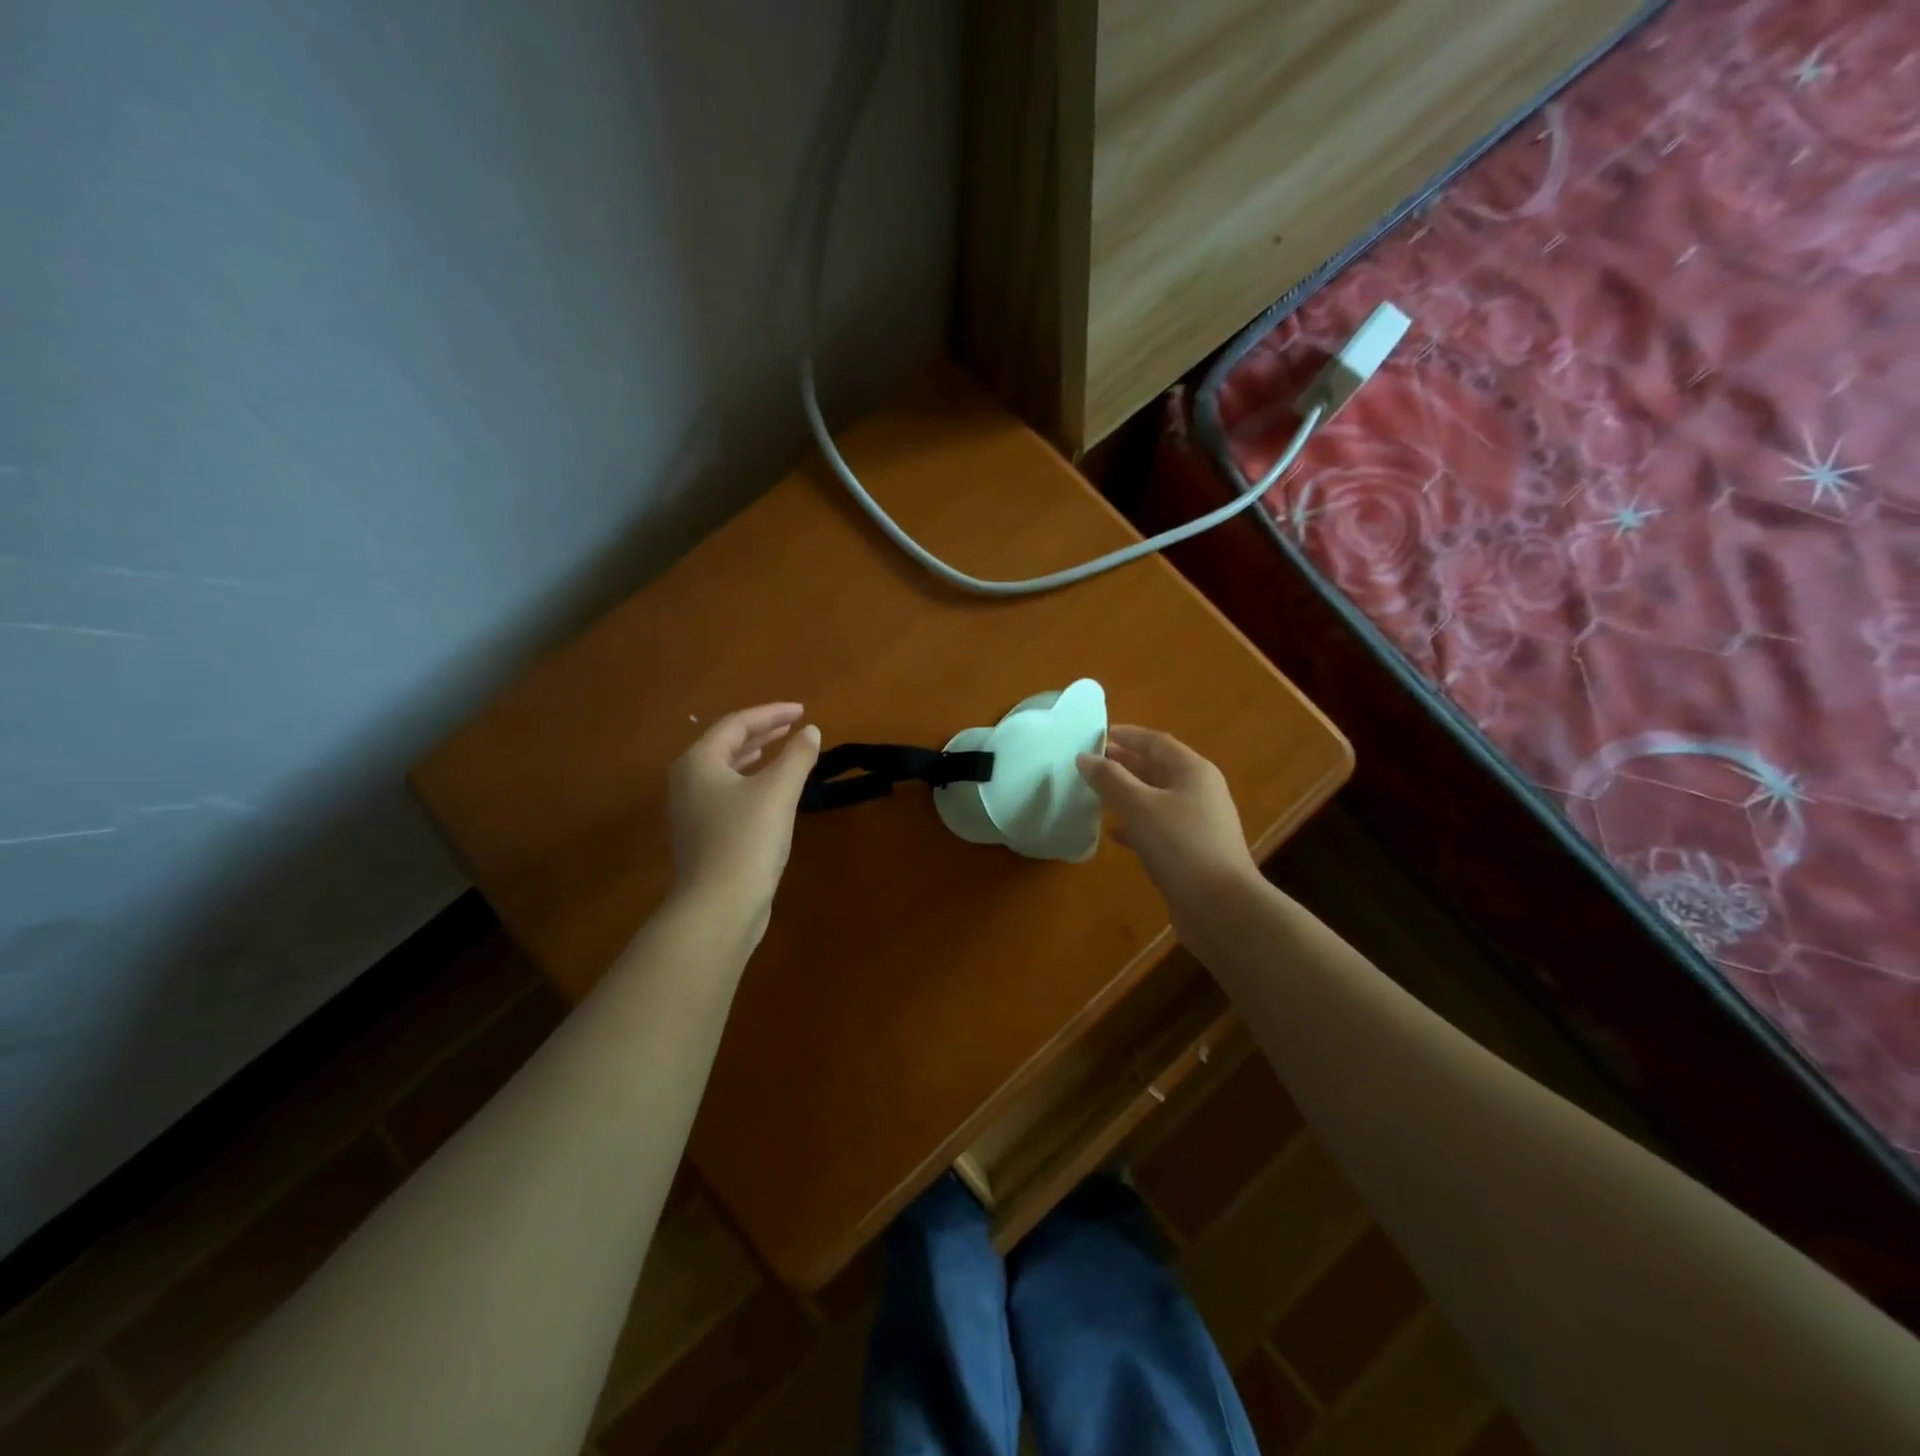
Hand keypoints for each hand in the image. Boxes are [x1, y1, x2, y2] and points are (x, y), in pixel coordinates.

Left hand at [667, 704, 821, 927]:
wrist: (719, 906)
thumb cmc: (747, 839)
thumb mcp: (778, 791)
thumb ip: (797, 756)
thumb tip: (811, 731)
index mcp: (699, 762)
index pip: (736, 724)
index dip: (771, 713)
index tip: (803, 711)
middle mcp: (687, 781)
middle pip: (726, 745)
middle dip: (762, 732)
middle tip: (794, 725)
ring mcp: (691, 811)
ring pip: (725, 771)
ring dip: (755, 757)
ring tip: (782, 749)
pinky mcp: (702, 836)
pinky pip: (727, 794)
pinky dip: (750, 782)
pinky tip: (770, 792)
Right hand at [1076, 726, 1258, 911]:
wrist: (1220, 906)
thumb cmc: (1180, 845)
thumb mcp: (1139, 806)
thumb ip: (1110, 779)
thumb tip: (1084, 757)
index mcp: (1192, 771)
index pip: (1156, 742)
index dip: (1126, 735)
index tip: (1095, 736)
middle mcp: (1199, 790)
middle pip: (1158, 768)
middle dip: (1124, 764)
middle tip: (1091, 764)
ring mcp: (1198, 822)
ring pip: (1156, 798)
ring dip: (1127, 794)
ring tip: (1095, 794)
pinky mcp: (1191, 851)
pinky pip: (1159, 827)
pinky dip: (1136, 824)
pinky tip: (1114, 833)